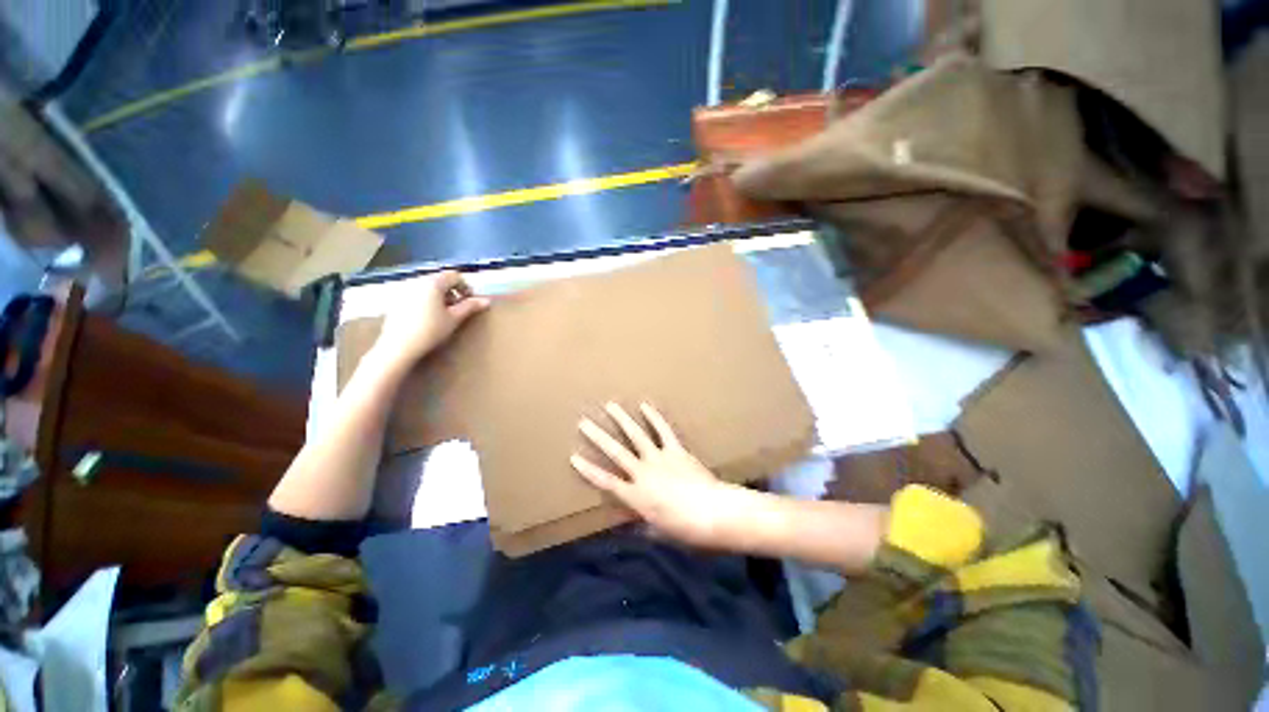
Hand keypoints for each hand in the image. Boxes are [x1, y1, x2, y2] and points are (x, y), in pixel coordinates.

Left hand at [372, 271, 489, 366]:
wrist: (397, 346)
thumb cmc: (429, 332)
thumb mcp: (452, 320)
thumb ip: (469, 307)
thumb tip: (486, 301)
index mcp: (434, 281)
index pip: (455, 276)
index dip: (465, 287)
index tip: (468, 302)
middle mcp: (419, 279)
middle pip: (439, 280)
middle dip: (450, 292)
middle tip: (454, 309)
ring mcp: (405, 288)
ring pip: (426, 287)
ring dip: (436, 296)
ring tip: (439, 315)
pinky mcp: (395, 298)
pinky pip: (414, 294)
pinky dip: (422, 301)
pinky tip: (422, 318)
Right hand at [572, 402, 745, 548]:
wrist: (713, 512)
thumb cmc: (685, 528)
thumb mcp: (659, 531)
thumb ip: (643, 525)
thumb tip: (633, 523)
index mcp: (635, 496)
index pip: (605, 481)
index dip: (588, 470)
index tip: (574, 458)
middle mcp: (642, 474)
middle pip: (615, 452)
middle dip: (598, 437)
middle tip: (583, 422)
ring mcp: (660, 460)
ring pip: (636, 436)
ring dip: (622, 420)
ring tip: (610, 406)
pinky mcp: (677, 452)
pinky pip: (663, 432)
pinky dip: (654, 418)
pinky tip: (645, 406)